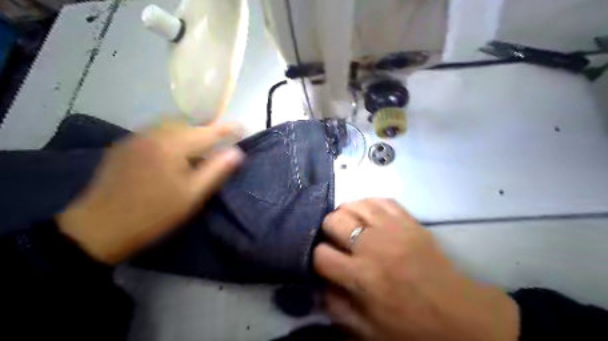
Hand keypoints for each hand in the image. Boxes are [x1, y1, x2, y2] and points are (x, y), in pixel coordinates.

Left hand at [57, 121, 243, 265]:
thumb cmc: (154, 214)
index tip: (242, 127)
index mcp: (172, 145)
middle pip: (188, 123)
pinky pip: (156, 132)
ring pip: (170, 125)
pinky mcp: (125, 145)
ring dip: (189, 131)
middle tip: (220, 142)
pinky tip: (173, 152)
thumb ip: (216, 170)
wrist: (100, 227)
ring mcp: (136, 137)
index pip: (207, 131)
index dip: (227, 129)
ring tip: (199, 147)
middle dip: (207, 129)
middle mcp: (153, 134)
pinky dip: (172, 136)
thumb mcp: (192, 195)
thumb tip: (237, 152)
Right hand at [314, 198, 517, 340]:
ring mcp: (392, 228)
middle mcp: (372, 246)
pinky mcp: (409, 220)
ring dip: (346, 214)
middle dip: (328, 230)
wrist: (459, 314)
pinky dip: (369, 204)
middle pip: (333, 220)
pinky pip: (380, 199)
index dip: (317, 257)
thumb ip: (336, 307)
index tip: (325, 261)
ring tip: (351, 225)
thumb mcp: (367, 330)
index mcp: (361, 276)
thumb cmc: (411, 326)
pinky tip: (369, 215)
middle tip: (336, 240)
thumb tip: (319, 285)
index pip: (321, 254)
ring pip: (354, 204)